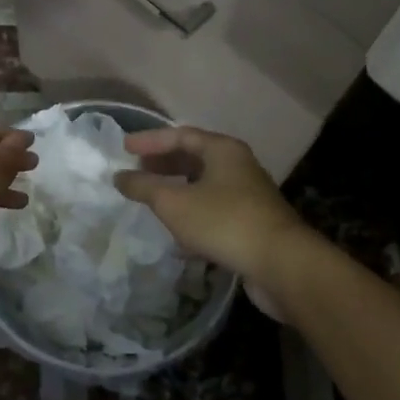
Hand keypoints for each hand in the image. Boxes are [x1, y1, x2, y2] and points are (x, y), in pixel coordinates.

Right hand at [113, 126, 308, 285]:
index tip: (124, 149)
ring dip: (177, 190)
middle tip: (136, 172)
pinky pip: (214, 211)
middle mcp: (238, 166)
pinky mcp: (251, 223)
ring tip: (151, 200)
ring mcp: (247, 195)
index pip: (180, 135)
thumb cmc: (223, 221)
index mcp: (222, 150)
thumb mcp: (174, 202)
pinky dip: (192, 215)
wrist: (280, 264)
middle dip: (163, 164)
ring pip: (204, 186)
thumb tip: (119, 176)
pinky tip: (176, 236)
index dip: (150, 141)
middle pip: (194, 158)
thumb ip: (143, 187)